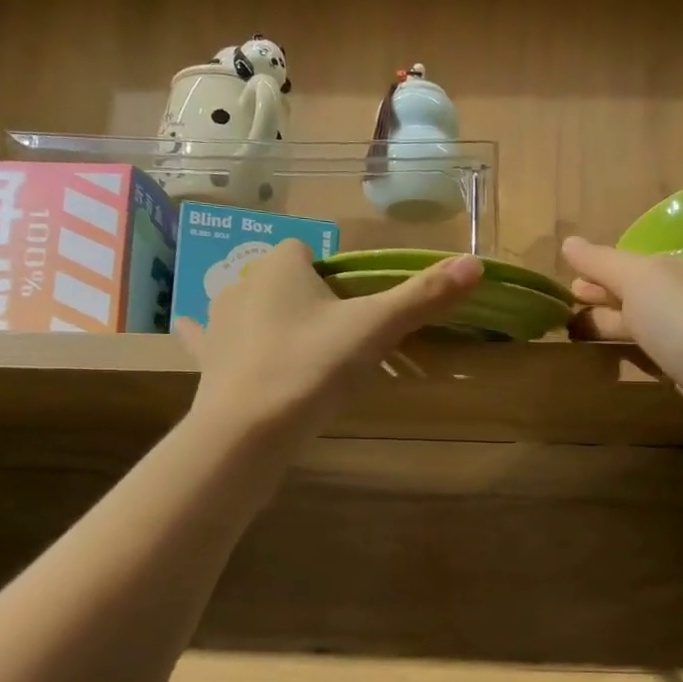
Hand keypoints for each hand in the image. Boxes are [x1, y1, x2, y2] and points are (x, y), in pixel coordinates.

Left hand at [177, 241, 483, 441]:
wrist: (249, 430)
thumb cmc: (312, 367)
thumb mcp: (375, 329)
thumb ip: (423, 296)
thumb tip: (476, 263)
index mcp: (281, 265)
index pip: (311, 251)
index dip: (337, 277)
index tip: (357, 311)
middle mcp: (242, 283)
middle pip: (285, 281)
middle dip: (309, 300)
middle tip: (339, 341)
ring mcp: (218, 321)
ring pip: (252, 307)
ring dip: (271, 320)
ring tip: (300, 355)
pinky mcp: (206, 358)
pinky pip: (208, 338)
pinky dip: (217, 341)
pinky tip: (212, 346)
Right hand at [563, 236, 682, 472]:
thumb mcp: (643, 280)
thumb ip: (605, 264)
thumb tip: (569, 242)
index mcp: (675, 274)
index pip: (627, 269)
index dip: (596, 276)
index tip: (564, 287)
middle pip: (636, 301)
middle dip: (603, 304)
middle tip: (564, 316)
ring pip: (646, 333)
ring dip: (616, 333)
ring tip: (579, 342)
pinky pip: (657, 365)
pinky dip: (636, 361)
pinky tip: (620, 367)